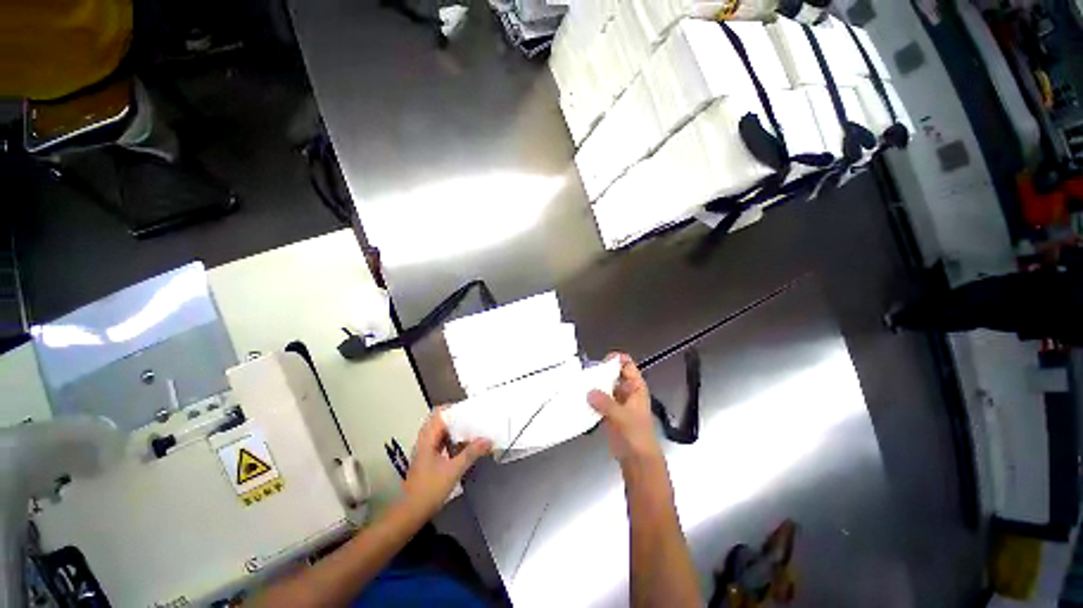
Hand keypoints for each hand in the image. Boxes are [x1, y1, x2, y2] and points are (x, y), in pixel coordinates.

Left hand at [401, 409, 491, 517]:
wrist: (410, 513)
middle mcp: (425, 440)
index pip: (439, 413)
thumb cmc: (429, 489)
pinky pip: (441, 441)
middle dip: (456, 417)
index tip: (470, 408)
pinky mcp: (427, 459)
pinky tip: (463, 445)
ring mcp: (425, 450)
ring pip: (440, 431)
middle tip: (473, 417)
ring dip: (454, 428)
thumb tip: (487, 440)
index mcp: (428, 438)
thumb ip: (471, 453)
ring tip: (471, 428)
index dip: (453, 407)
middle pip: (439, 420)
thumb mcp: (453, 470)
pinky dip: (452, 439)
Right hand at [588, 353, 661, 465]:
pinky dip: (590, 399)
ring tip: (579, 384)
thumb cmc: (637, 435)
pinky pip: (598, 400)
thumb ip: (606, 403)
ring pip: (604, 387)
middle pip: (612, 374)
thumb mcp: (622, 417)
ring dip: (593, 386)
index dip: (615, 359)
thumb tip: (590, 392)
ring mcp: (617, 401)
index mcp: (635, 387)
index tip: (600, 361)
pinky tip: (579, 398)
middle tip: (584, 373)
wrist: (637, 460)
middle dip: (599, 372)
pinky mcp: (608, 412)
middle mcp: (626, 391)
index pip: (626, 364)